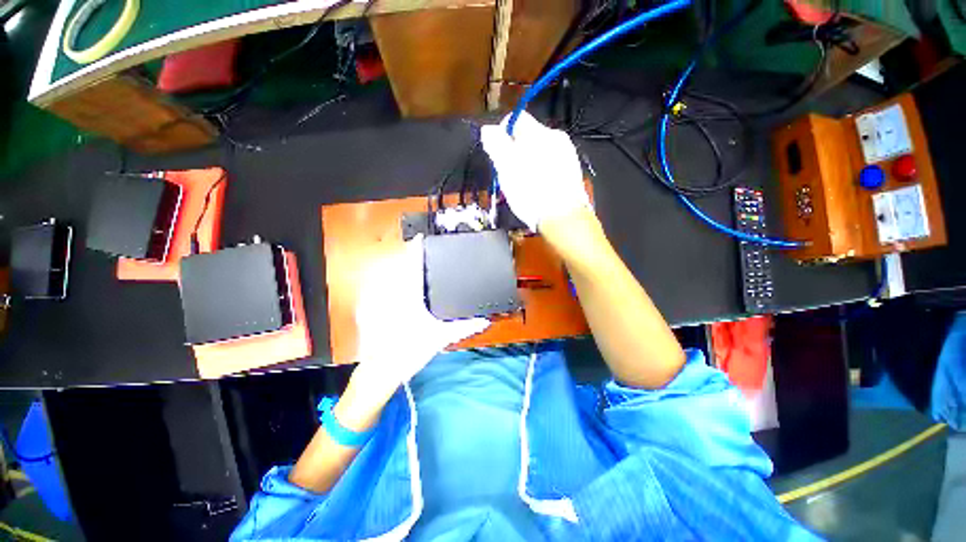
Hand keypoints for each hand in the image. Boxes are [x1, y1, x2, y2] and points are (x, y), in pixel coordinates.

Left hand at [353, 234, 489, 392]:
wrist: (380, 370)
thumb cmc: (410, 351)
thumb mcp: (440, 338)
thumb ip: (464, 328)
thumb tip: (485, 321)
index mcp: (409, 296)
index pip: (412, 266)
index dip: (415, 249)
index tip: (420, 237)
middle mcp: (391, 293)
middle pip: (397, 266)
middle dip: (407, 257)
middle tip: (419, 253)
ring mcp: (377, 300)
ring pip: (386, 275)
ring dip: (397, 268)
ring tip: (408, 267)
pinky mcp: (369, 308)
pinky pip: (377, 287)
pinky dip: (386, 281)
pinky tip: (393, 286)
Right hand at [481, 111, 590, 231]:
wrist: (562, 217)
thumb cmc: (530, 192)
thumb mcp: (506, 168)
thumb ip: (495, 144)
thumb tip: (487, 129)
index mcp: (538, 133)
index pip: (515, 119)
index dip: (502, 134)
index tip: (498, 155)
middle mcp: (555, 137)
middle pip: (527, 137)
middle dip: (515, 152)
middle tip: (510, 174)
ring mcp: (566, 154)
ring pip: (539, 152)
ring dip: (527, 163)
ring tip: (524, 184)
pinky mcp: (571, 171)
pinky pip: (550, 164)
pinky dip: (541, 172)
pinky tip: (538, 188)